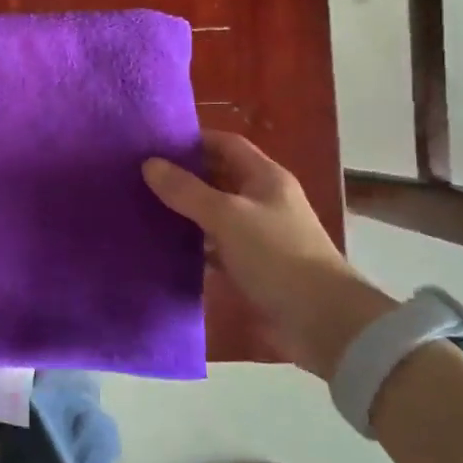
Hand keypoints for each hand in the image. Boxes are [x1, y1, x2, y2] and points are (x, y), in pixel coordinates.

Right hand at [143, 132, 393, 379]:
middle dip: (183, 175)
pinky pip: (215, 245)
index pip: (225, 144)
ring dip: (184, 211)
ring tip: (141, 207)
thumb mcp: (227, 217)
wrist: (323, 323)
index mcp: (265, 178)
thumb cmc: (277, 256)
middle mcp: (263, 200)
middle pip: (218, 177)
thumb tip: (149, 164)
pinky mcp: (252, 265)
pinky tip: (162, 246)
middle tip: (138, 176)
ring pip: (214, 212)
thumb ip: (187, 191)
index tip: (153, 145)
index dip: (192, 140)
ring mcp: (258, 234)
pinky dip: (192, 244)